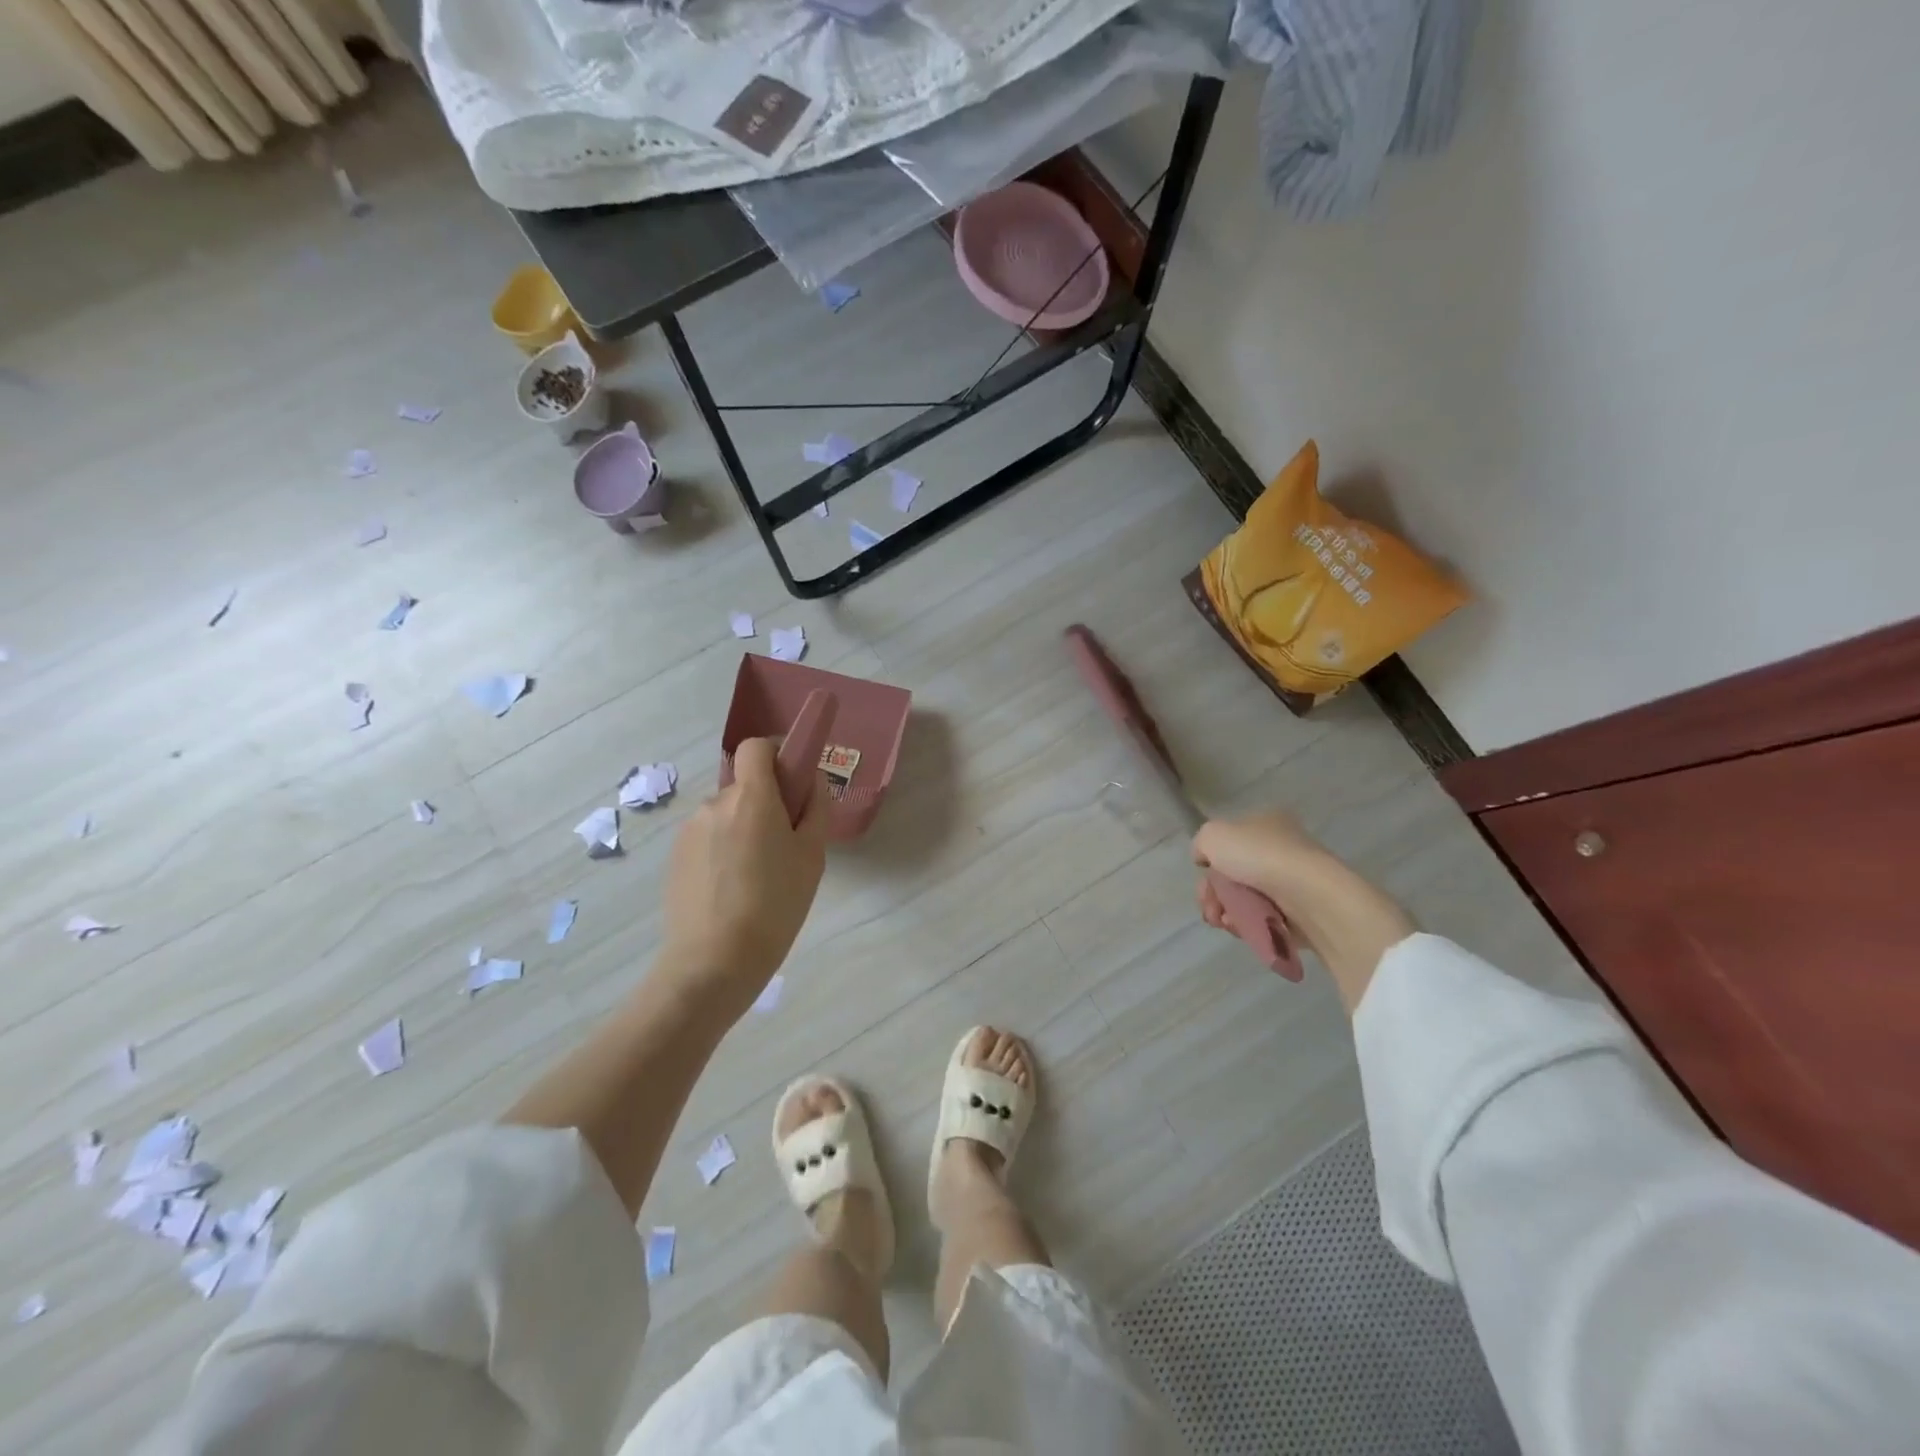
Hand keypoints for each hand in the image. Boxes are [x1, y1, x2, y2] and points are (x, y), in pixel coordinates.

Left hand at [661, 738, 830, 1003]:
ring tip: (760, 876)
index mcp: (751, 797)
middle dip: (767, 802)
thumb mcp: (812, 857)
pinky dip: (725, 850)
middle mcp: (714, 804)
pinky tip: (736, 891)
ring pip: (727, 815)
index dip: (777, 752)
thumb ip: (815, 809)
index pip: (756, 746)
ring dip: (745, 829)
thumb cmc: (774, 905)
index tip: (795, 779)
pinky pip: (709, 839)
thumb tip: (810, 781)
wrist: (713, 963)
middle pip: (745, 785)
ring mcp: (690, 831)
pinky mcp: (676, 858)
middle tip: (787, 844)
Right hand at [1191, 810, 1415, 1013]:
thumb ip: (1201, 843)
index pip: (1229, 842)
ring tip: (1225, 923)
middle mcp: (1282, 847)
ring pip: (1248, 899)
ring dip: (1228, 912)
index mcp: (1265, 822)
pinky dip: (1250, 925)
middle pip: (1235, 874)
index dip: (1210, 862)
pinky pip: (1267, 919)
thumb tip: (1205, 859)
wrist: (1312, 896)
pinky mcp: (1304, 912)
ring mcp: (1294, 881)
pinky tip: (1242, 930)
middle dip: (1214, 894)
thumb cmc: (1261, 857)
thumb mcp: (1213, 835)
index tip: (1203, 879)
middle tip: (1209, 909)